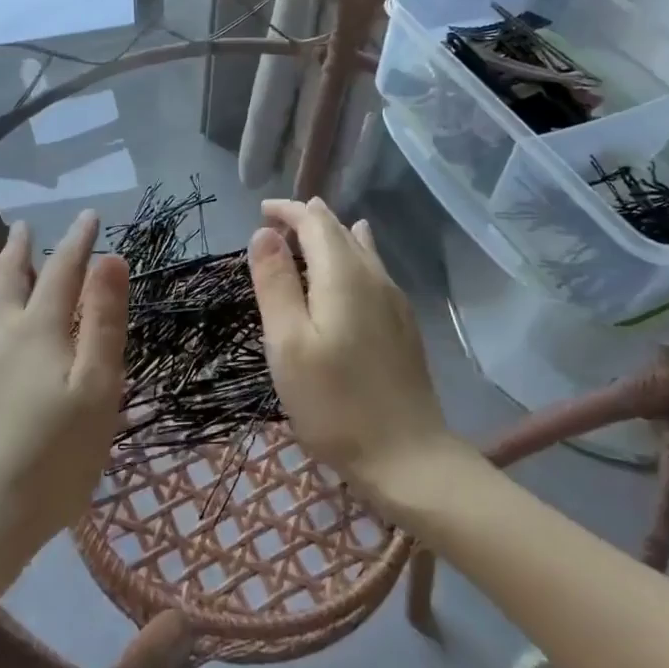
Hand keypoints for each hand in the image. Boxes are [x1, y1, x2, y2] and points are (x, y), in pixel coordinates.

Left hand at [0, 212, 127, 577]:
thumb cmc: (53, 459)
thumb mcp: (97, 392)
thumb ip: (103, 322)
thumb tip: (110, 259)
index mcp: (38, 329)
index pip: (62, 269)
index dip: (78, 241)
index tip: (91, 216)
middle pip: (8, 273)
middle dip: (20, 245)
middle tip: (24, 224)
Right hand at [247, 198, 456, 505]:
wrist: (407, 456)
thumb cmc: (334, 403)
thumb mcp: (288, 343)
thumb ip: (275, 283)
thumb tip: (265, 232)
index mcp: (343, 274)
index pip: (315, 222)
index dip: (288, 210)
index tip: (261, 211)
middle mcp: (373, 276)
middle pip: (339, 230)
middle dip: (307, 219)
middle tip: (276, 221)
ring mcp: (394, 299)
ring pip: (360, 248)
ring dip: (331, 234)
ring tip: (310, 228)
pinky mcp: (403, 323)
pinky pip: (374, 268)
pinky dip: (352, 253)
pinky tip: (357, 258)